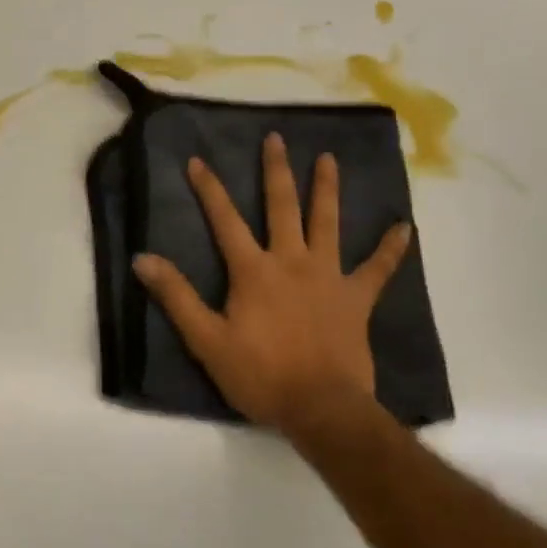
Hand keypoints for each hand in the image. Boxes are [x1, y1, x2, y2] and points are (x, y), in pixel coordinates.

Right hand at [132, 132, 409, 440]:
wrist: (322, 409)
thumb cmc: (260, 375)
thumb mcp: (206, 340)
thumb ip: (176, 296)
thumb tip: (142, 258)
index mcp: (254, 270)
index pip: (225, 220)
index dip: (209, 189)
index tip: (197, 160)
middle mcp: (292, 261)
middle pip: (282, 207)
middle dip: (276, 171)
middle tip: (276, 138)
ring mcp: (328, 277)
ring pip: (328, 223)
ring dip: (327, 189)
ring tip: (329, 158)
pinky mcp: (356, 299)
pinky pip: (378, 269)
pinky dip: (391, 248)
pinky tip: (404, 228)